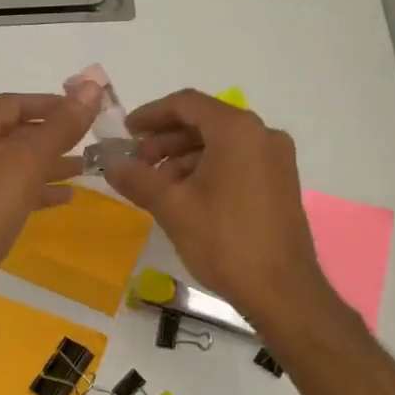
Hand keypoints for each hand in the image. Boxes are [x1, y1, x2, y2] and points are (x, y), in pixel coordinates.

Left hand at [0, 87, 100, 319]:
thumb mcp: (28, 160)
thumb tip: (91, 86)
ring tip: (84, 168)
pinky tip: (64, 199)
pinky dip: (35, 191)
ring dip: (47, 164)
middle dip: (52, 136)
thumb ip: (61, 125)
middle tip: (88, 140)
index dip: (50, 103)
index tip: (83, 110)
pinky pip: (8, 193)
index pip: (13, 102)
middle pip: (13, 133)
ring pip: (13, 166)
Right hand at [104, 89, 329, 326]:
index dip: (151, 114)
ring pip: (221, 144)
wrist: (282, 291)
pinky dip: (208, 170)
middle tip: (137, 164)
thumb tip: (112, 165)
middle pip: (205, 122)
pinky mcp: (280, 183)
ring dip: (184, 158)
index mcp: (238, 130)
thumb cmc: (224, 241)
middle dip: (166, 140)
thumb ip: (139, 179)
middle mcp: (262, 135)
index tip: (126, 132)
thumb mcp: (173, 208)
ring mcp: (276, 159)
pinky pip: (237, 162)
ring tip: (156, 186)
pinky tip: (185, 196)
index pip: (187, 104)